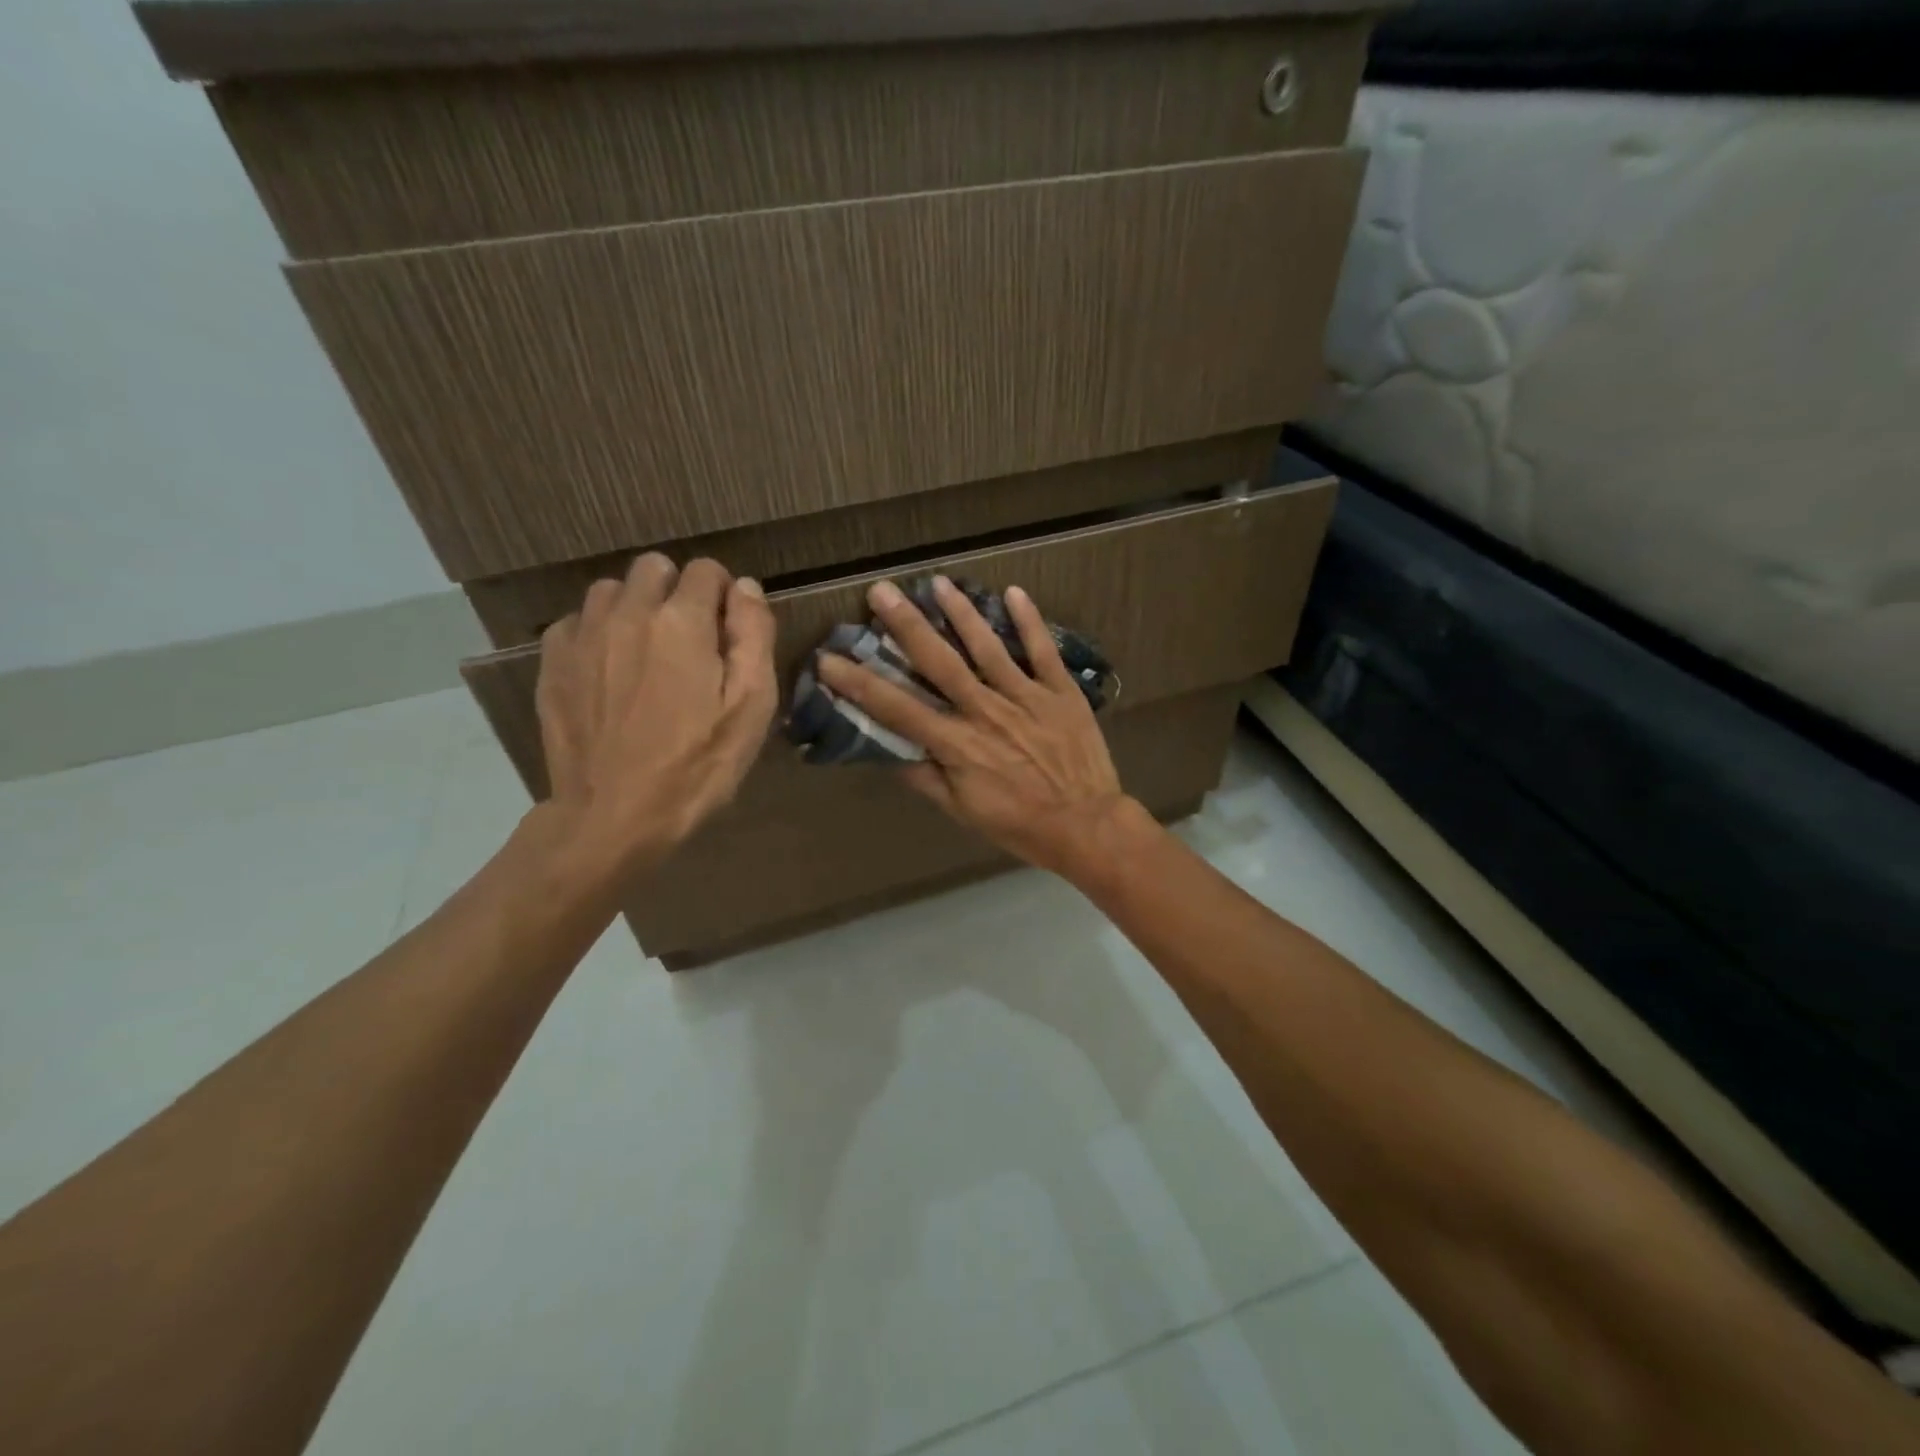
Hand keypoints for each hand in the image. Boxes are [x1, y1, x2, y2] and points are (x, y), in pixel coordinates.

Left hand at [534, 554, 776, 875]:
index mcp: (682, 621)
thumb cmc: (697, 765)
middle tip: (690, 641)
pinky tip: (611, 671)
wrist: (614, 816)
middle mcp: (628, 612)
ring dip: (635, 607)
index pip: (707, 570)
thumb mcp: (751, 706)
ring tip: (648, 653)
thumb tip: (744, 586)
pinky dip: (599, 632)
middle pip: (655, 567)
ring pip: (612, 589)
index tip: (728, 631)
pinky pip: (578, 621)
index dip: (724, 595)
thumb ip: (753, 635)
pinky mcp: (553, 661)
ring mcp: (583, 635)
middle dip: (678, 591)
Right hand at [814, 576, 1144, 876]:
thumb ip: (925, 779)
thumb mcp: (963, 811)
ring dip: (961, 612)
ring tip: (937, 583)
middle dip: (907, 625)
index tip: (830, 659)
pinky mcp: (1060, 692)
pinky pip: (1043, 651)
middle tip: (881, 591)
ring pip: (988, 647)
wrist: (1086, 826)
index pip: (899, 708)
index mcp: (958, 744)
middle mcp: (986, 712)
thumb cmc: (1019, 824)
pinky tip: (1013, 592)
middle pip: (940, 662)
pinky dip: (1030, 621)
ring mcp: (1026, 697)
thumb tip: (890, 753)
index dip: (861, 684)